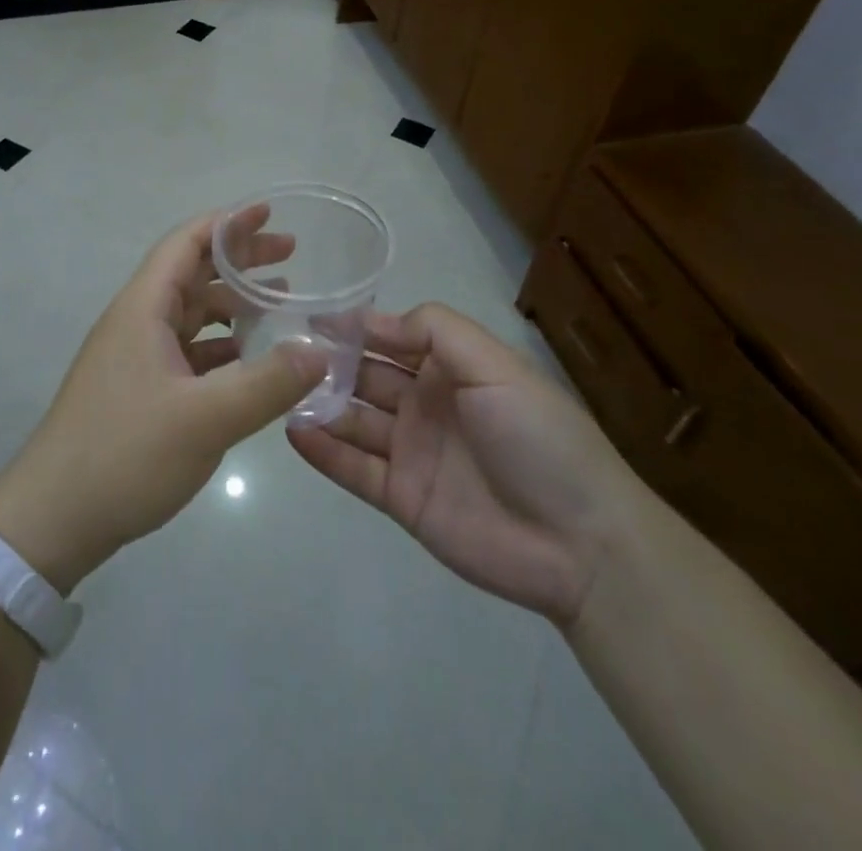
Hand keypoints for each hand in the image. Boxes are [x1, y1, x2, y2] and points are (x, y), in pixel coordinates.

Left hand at [0, 207, 326, 593]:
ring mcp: (135, 357)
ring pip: (190, 314)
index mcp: (143, 308)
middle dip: (240, 261)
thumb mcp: (206, 419)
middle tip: (291, 257)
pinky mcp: (138, 390)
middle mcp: (137, 322)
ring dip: (233, 304)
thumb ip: (268, 383)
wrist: (53, 518)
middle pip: (192, 274)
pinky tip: (251, 360)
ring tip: (281, 304)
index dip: (227, 223)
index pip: (186, 244)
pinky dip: (222, 345)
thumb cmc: (125, 454)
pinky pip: (187, 350)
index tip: (269, 213)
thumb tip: (321, 351)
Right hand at [288, 303, 639, 625]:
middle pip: (367, 376)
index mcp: (452, 369)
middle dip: (330, 363)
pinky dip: (324, 450)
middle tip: (284, 355)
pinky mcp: (402, 497)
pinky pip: (354, 468)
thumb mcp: (495, 365)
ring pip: (355, 420)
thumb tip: (374, 319)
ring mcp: (412, 452)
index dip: (356, 326)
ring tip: (280, 390)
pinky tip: (293, 431)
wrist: (580, 543)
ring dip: (321, 404)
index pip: (393, 337)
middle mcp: (427, 404)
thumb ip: (435, 330)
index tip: (312, 318)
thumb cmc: (537, 437)